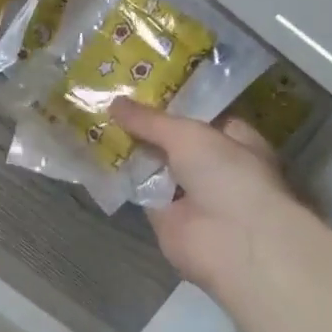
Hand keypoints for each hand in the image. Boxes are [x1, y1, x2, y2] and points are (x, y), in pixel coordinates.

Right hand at [113, 102, 307, 295]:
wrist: (233, 241)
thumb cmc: (228, 175)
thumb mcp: (188, 134)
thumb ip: (150, 120)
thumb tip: (114, 102)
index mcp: (235, 141)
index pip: (202, 117)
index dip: (173, 104)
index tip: (140, 89)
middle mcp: (214, 167)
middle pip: (174, 142)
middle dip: (146, 127)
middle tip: (109, 102)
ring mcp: (190, 194)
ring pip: (155, 166)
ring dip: (131, 151)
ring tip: (96, 123)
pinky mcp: (166, 218)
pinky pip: (140, 191)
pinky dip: (122, 178)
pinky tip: (96, 156)